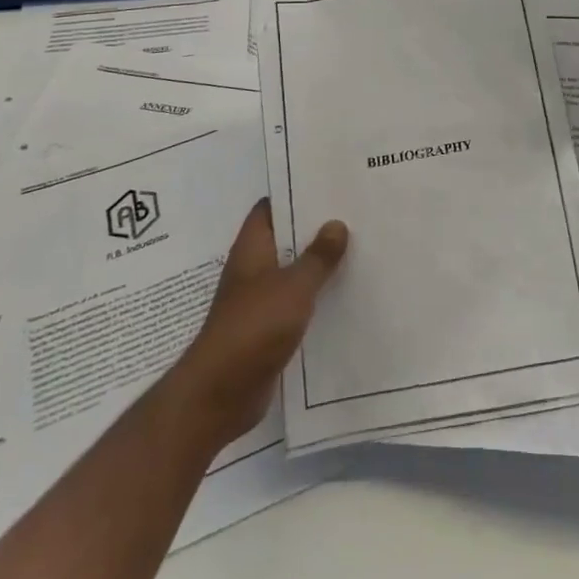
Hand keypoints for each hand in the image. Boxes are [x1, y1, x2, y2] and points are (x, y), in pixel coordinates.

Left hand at [168, 199, 348, 446]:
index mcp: (252, 248)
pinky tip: (345, 293)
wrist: (220, 394)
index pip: (271, 207)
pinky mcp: (267, 329)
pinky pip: (296, 302)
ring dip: (318, 263)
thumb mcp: (294, 287)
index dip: (295, 192)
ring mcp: (258, 299)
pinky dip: (316, 296)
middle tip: (354, 213)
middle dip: (315, 227)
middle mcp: (253, 268)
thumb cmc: (253, 328)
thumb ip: (318, 256)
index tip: (328, 183)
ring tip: (358, 247)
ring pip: (293, 270)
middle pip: (286, 238)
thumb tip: (337, 224)